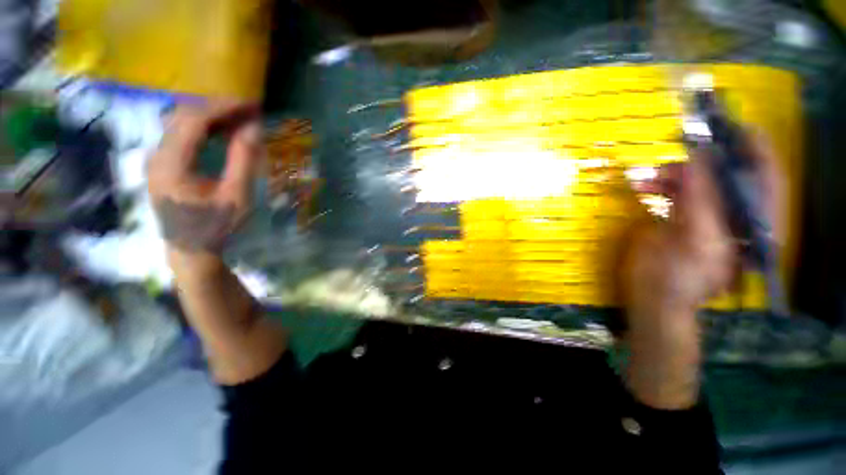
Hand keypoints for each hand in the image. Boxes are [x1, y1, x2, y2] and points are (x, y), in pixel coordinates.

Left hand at [147, 104, 261, 255]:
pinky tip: (222, 131)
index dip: (223, 108)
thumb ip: (244, 160)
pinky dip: (203, 127)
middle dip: (218, 108)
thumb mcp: (237, 196)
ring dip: (211, 116)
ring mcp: (157, 158)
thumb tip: (253, 129)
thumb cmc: (216, 226)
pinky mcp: (163, 163)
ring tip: (239, 119)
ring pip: (180, 122)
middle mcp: (157, 154)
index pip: (194, 120)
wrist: (191, 250)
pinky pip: (181, 134)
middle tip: (249, 111)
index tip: (251, 105)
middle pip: (184, 116)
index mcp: (171, 164)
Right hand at [620, 131, 782, 408]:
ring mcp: (712, 219)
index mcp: (753, 227)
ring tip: (647, 178)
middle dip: (701, 163)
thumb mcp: (693, 240)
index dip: (754, 150)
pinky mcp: (688, 221)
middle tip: (673, 157)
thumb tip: (697, 158)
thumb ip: (699, 201)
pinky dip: (664, 186)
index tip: (735, 125)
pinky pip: (681, 193)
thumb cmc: (675, 279)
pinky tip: (645, 187)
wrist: (653, 300)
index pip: (765, 178)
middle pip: (730, 176)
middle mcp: (739, 218)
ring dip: (675, 175)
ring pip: (701, 183)